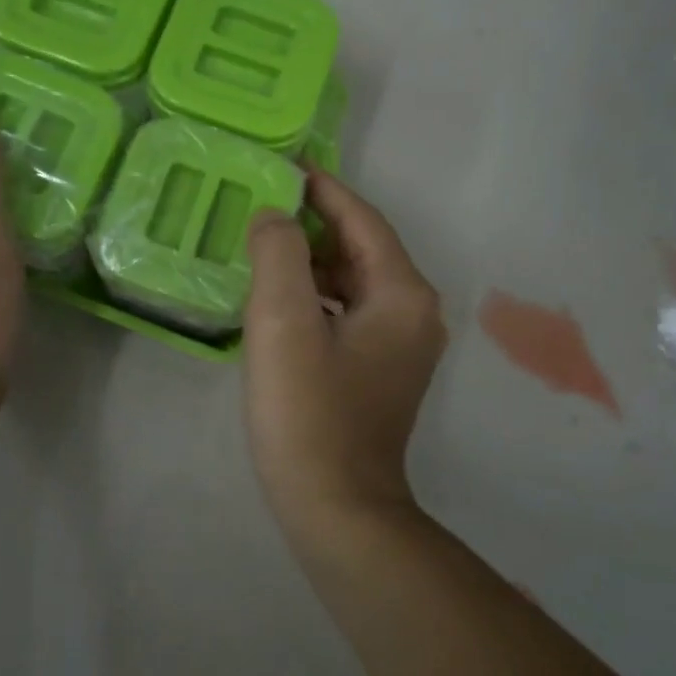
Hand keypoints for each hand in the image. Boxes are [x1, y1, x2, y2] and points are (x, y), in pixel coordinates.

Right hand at [242, 170, 447, 524]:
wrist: (337, 509)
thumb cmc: (308, 414)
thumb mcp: (283, 323)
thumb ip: (279, 253)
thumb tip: (275, 217)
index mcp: (401, 294)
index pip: (362, 220)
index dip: (322, 189)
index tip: (283, 165)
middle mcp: (414, 313)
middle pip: (361, 249)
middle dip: (313, 224)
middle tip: (260, 206)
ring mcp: (402, 347)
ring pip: (354, 283)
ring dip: (311, 263)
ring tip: (261, 247)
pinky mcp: (382, 373)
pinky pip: (348, 314)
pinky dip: (316, 298)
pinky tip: (278, 302)